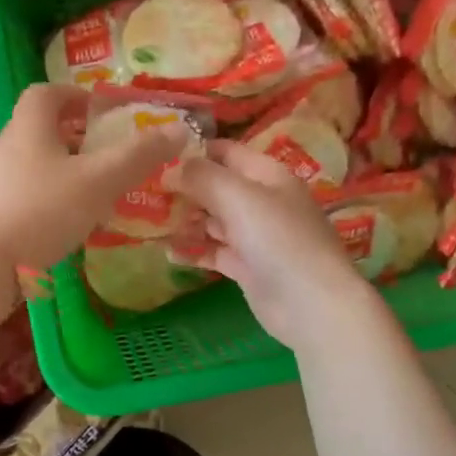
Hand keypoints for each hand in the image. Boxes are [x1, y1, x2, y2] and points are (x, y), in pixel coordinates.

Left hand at [0, 84, 188, 278]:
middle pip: (41, 127)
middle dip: (76, 134)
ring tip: (97, 186)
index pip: (46, 93)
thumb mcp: (100, 180)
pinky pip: (28, 191)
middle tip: (108, 150)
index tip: (102, 110)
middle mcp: (7, 146)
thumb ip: (139, 155)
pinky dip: (52, 195)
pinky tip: (72, 219)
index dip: (75, 94)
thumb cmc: (44, 210)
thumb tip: (178, 129)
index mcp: (28, 126)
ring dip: (65, 167)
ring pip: (35, 162)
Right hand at [169, 141, 375, 350]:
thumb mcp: (238, 197)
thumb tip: (171, 167)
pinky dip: (193, 249)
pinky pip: (214, 250)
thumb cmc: (277, 239)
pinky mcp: (247, 265)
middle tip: (144, 193)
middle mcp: (261, 200)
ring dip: (184, 220)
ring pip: (212, 219)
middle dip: (183, 189)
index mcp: (266, 174)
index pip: (224, 152)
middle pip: (215, 186)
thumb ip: (202, 176)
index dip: (192, 151)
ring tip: (150, 223)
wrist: (311, 304)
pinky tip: (167, 251)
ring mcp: (254, 234)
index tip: (154, 157)